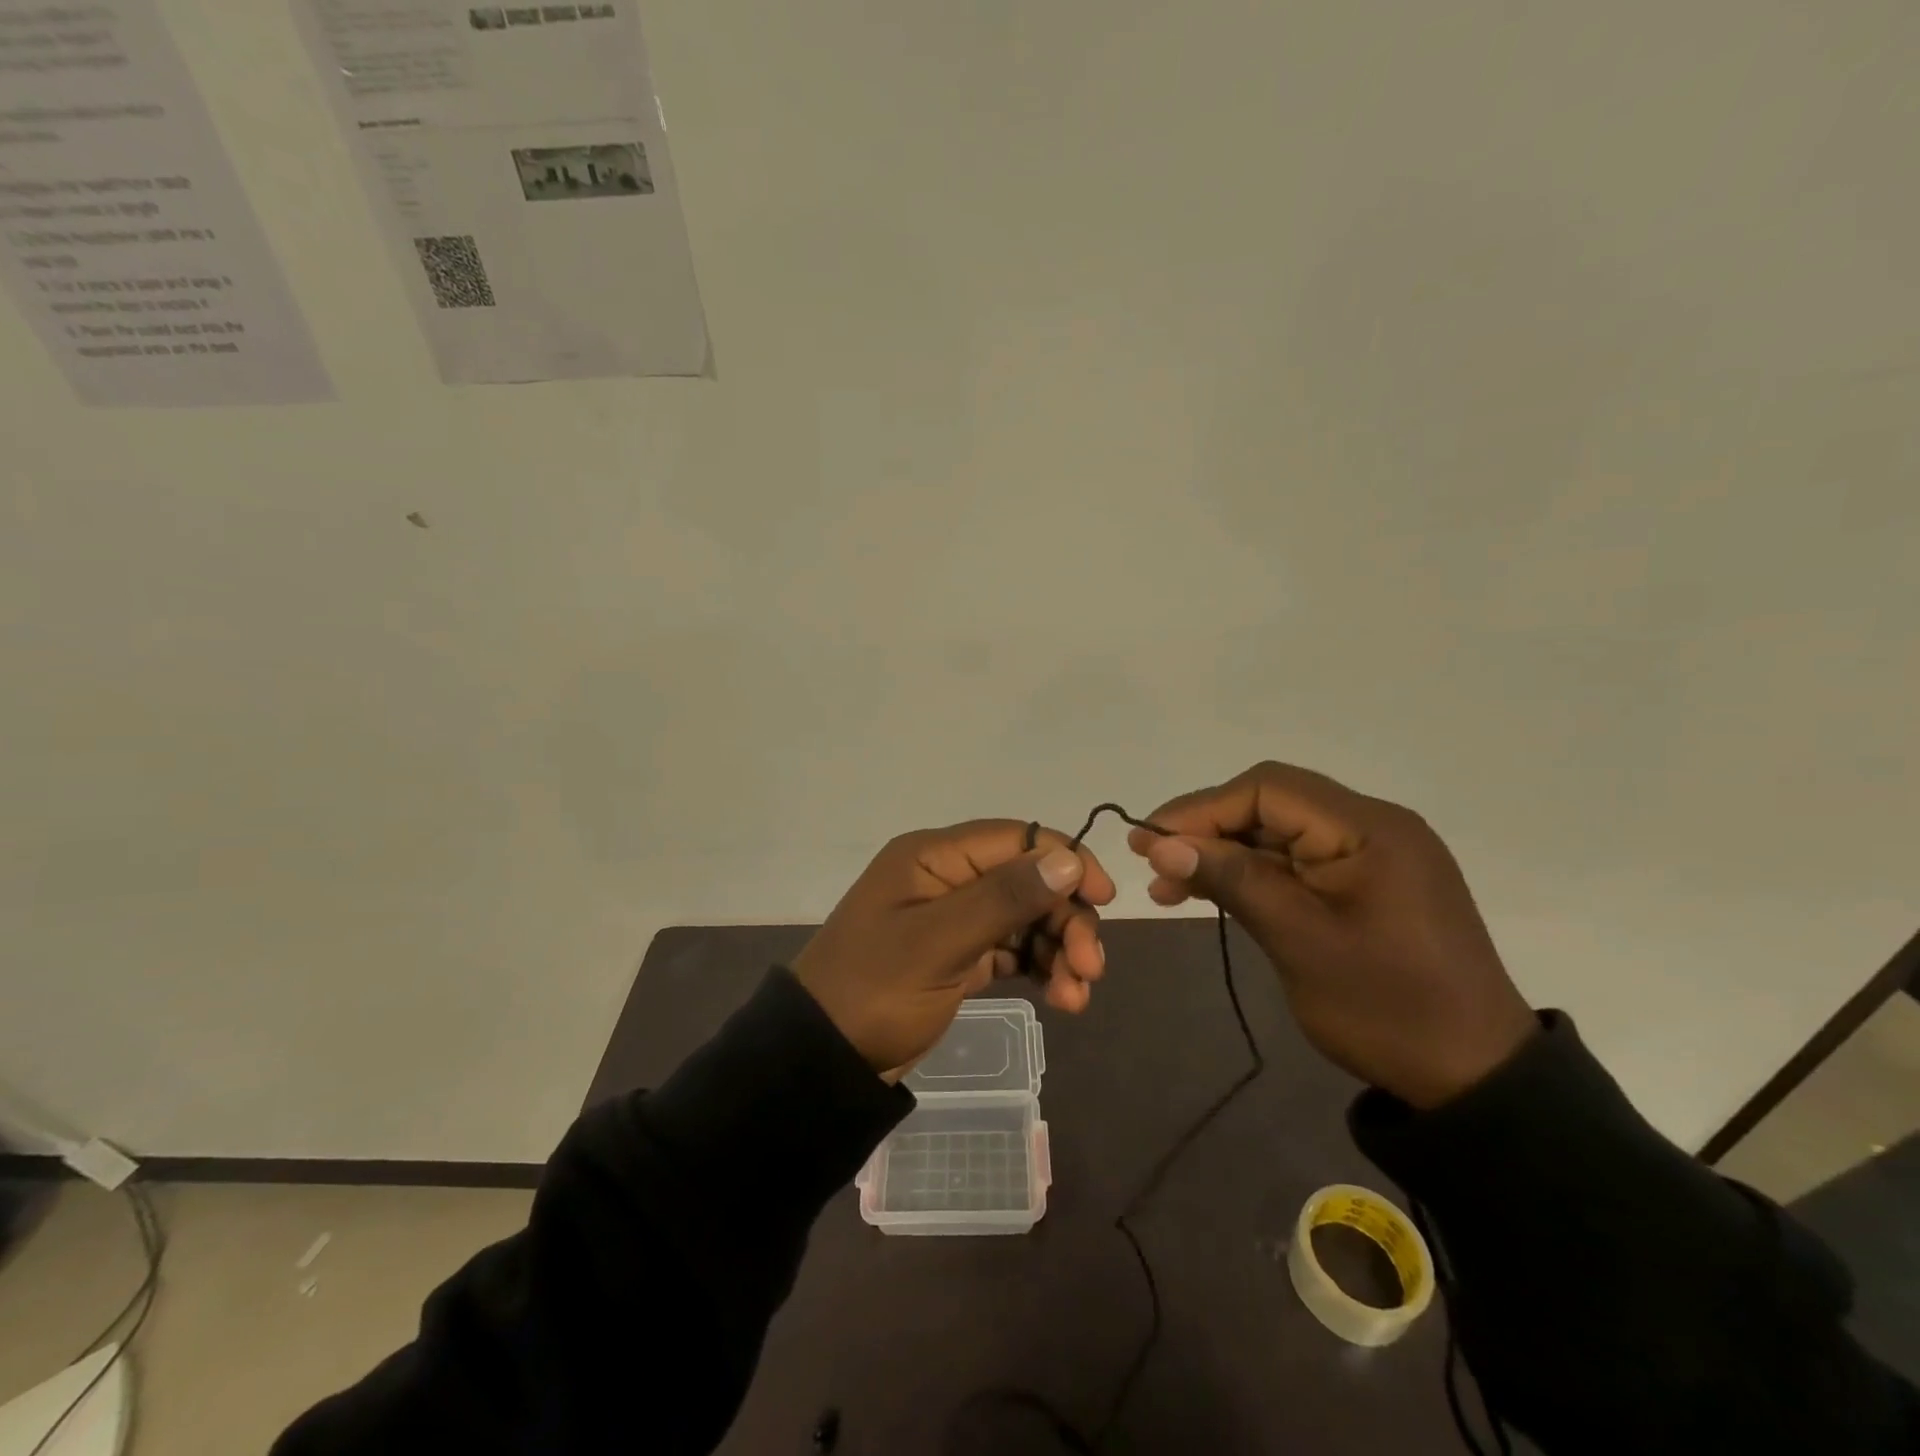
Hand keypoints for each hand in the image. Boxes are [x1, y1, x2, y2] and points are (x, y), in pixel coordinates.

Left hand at [793, 821, 1115, 1077]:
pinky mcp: (960, 955)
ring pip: (1026, 917)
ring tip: (1076, 996)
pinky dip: (1040, 968)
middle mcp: (948, 878)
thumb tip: (1068, 859)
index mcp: (934, 857)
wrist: (824, 1058)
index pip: (1015, 838)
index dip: (1064, 860)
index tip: (1103, 897)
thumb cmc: (875, 991)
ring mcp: (954, 917)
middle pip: (1027, 880)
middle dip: (1065, 918)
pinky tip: (1061, 998)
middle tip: (1091, 968)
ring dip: (1059, 949)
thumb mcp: (938, 943)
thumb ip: (1003, 898)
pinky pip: (1012, 948)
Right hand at [1130, 762, 1536, 1107]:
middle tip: (1153, 863)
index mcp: (1369, 828)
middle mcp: (1373, 826)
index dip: (1201, 808)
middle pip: (1271, 805)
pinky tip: (1211, 894)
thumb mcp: (1299, 941)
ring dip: (1223, 854)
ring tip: (1169, 887)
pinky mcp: (1366, 883)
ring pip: (1278, 834)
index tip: (1149, 840)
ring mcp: (1372, 855)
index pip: (1268, 789)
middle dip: (1207, 830)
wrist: (1474, 1079)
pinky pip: (1297, 863)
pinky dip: (1252, 875)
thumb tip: (1162, 844)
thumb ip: (1232, 880)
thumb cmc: (1387, 1008)